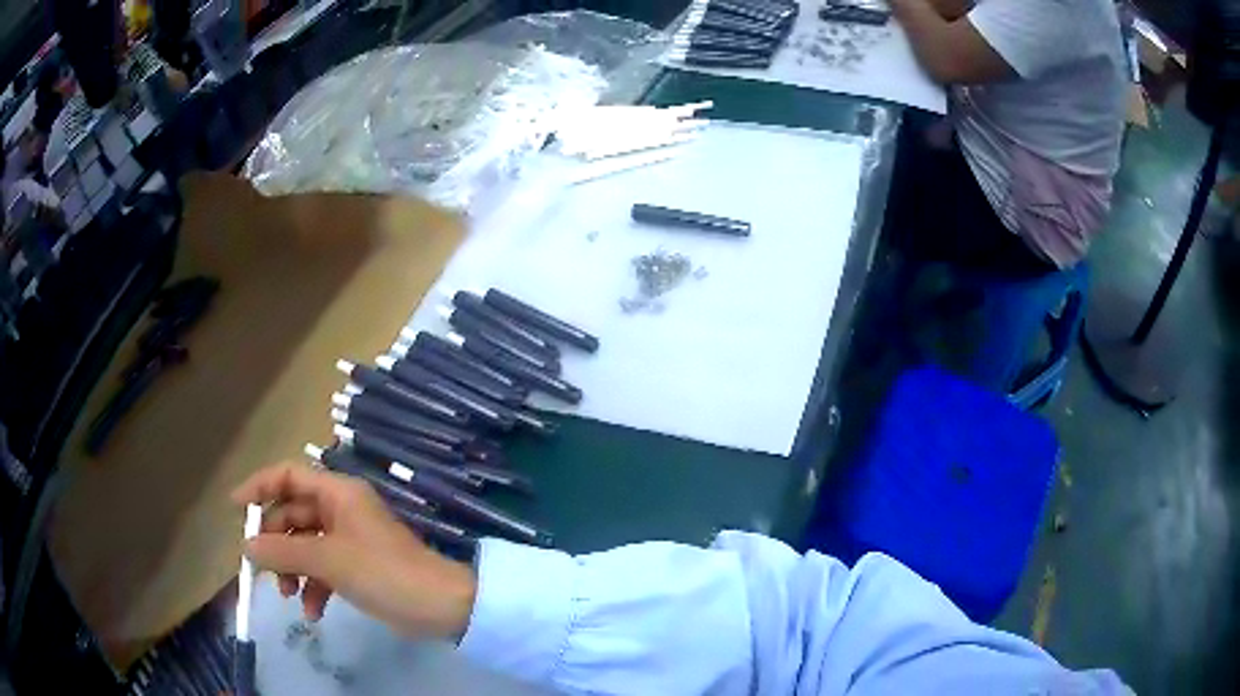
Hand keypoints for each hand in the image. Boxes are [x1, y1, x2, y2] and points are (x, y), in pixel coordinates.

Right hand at [232, 462, 476, 639]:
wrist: (439, 607)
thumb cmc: (383, 573)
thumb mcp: (328, 560)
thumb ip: (284, 552)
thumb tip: (247, 548)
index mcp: (337, 493)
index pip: (288, 476)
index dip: (259, 486)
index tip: (235, 508)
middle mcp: (341, 509)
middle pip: (292, 515)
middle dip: (275, 543)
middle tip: (262, 570)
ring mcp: (349, 540)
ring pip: (304, 546)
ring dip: (292, 570)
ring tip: (288, 596)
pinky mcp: (356, 567)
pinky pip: (322, 569)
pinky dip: (313, 588)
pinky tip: (313, 612)